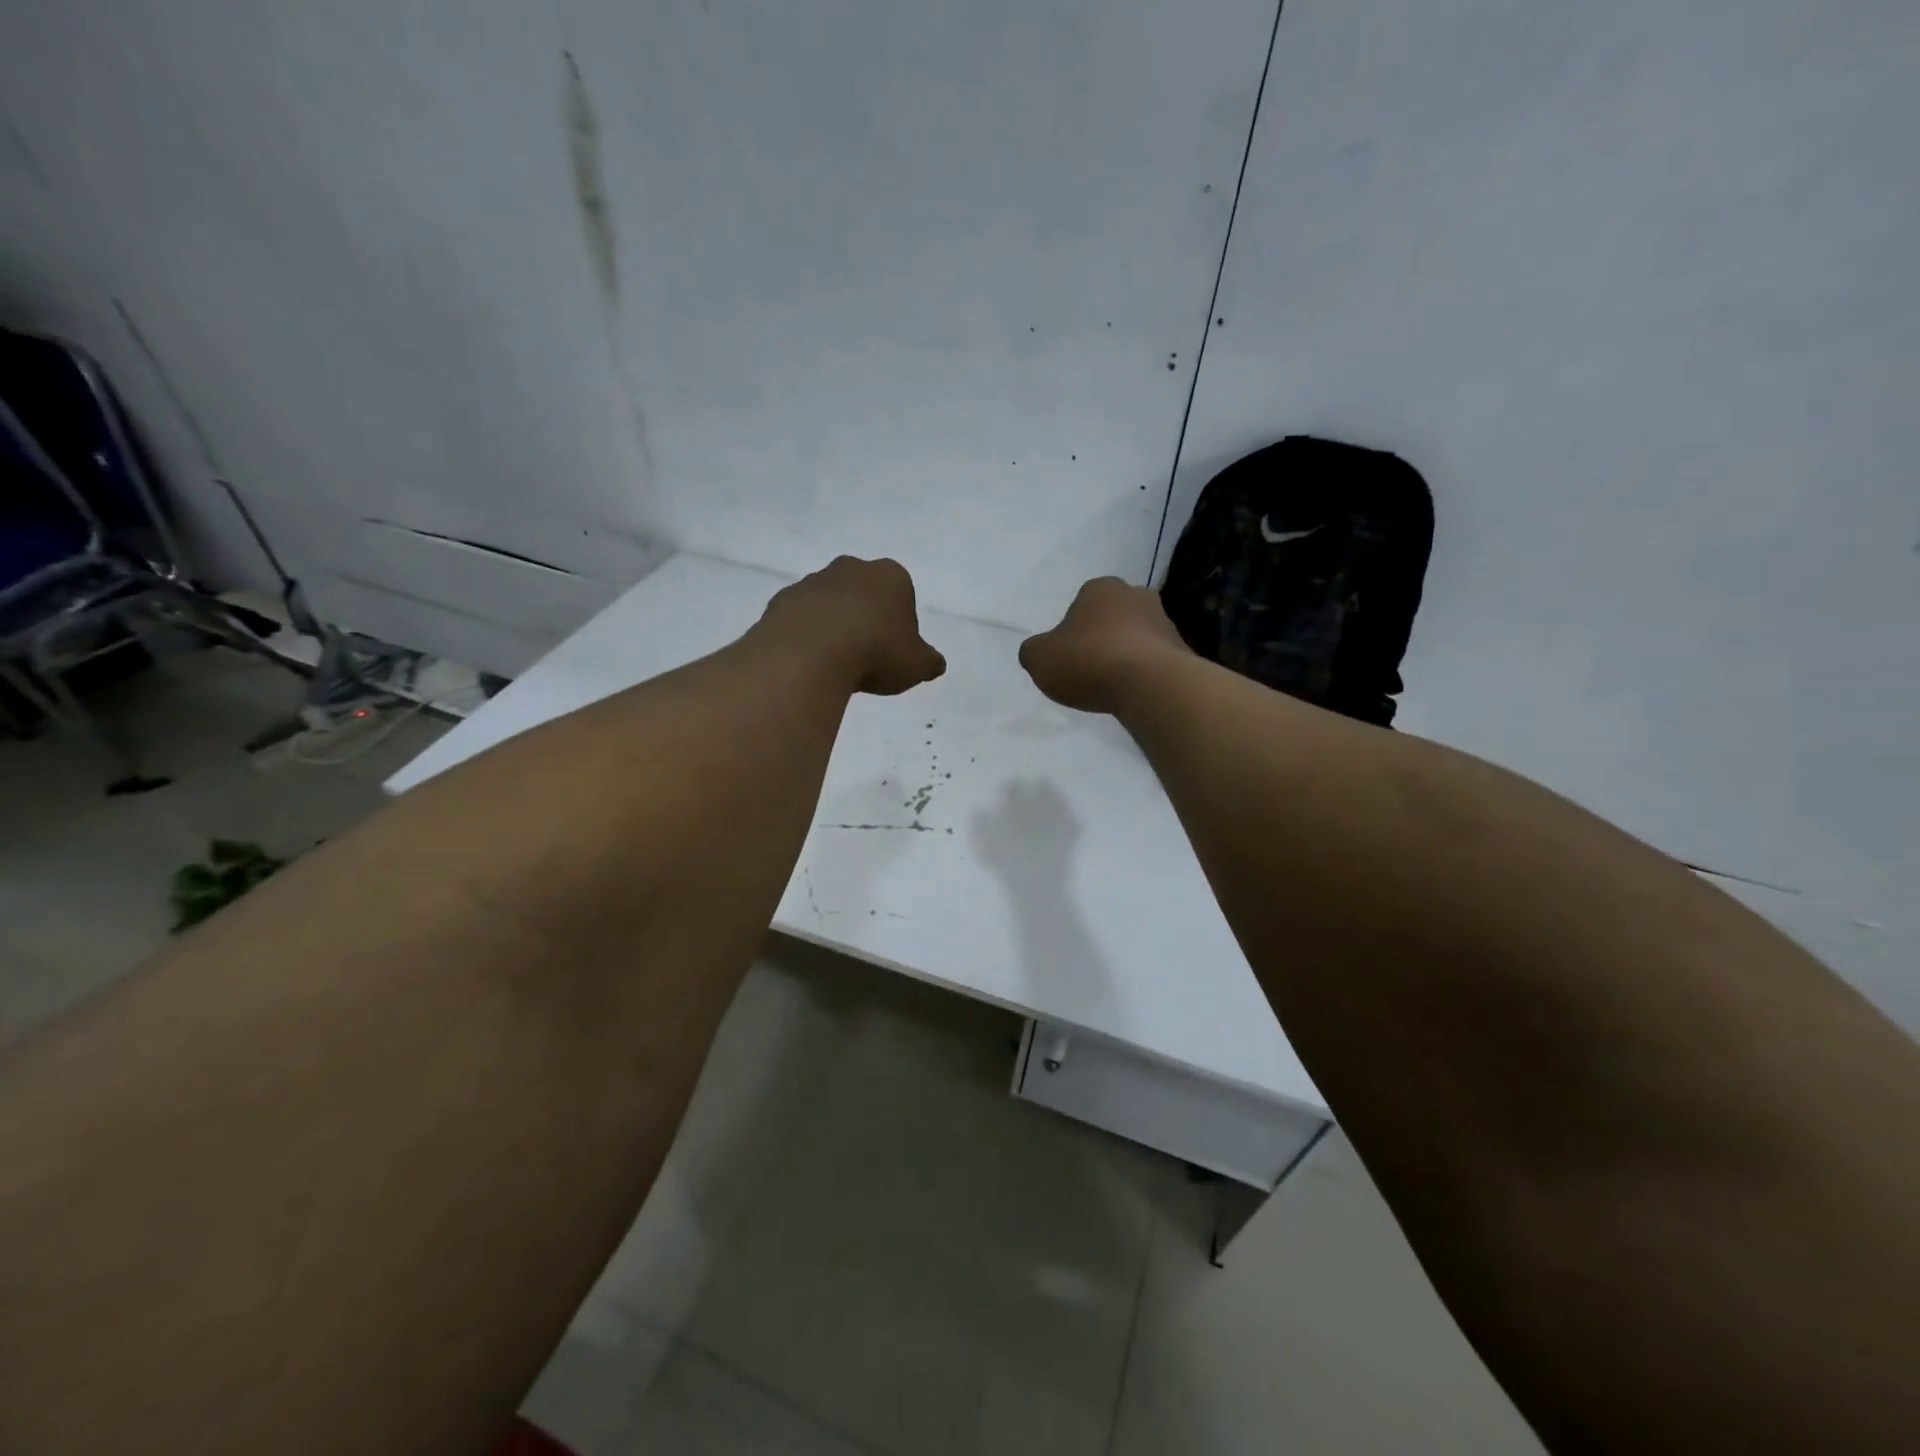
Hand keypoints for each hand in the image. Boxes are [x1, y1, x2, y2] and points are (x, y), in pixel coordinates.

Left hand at [757, 556, 946, 695]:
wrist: (810, 654)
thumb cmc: (876, 652)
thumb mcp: (916, 665)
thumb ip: (928, 661)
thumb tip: (935, 664)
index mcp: (890, 576)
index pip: (901, 595)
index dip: (900, 624)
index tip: (894, 651)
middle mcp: (851, 568)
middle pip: (863, 592)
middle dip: (865, 617)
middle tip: (866, 655)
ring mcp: (812, 581)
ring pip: (829, 602)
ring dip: (833, 625)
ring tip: (835, 663)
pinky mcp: (781, 600)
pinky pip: (799, 617)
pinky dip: (805, 634)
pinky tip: (809, 661)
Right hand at [1019, 577, 1190, 714]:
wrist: (1150, 685)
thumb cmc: (1089, 661)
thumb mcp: (1039, 658)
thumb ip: (1034, 651)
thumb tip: (1039, 652)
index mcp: (1100, 588)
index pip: (1081, 602)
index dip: (1072, 629)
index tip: (1068, 655)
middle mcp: (1136, 595)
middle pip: (1112, 617)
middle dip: (1102, 638)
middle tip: (1089, 668)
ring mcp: (1164, 621)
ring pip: (1136, 638)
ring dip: (1125, 656)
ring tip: (1112, 686)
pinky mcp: (1182, 650)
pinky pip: (1154, 661)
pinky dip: (1144, 674)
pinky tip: (1133, 693)